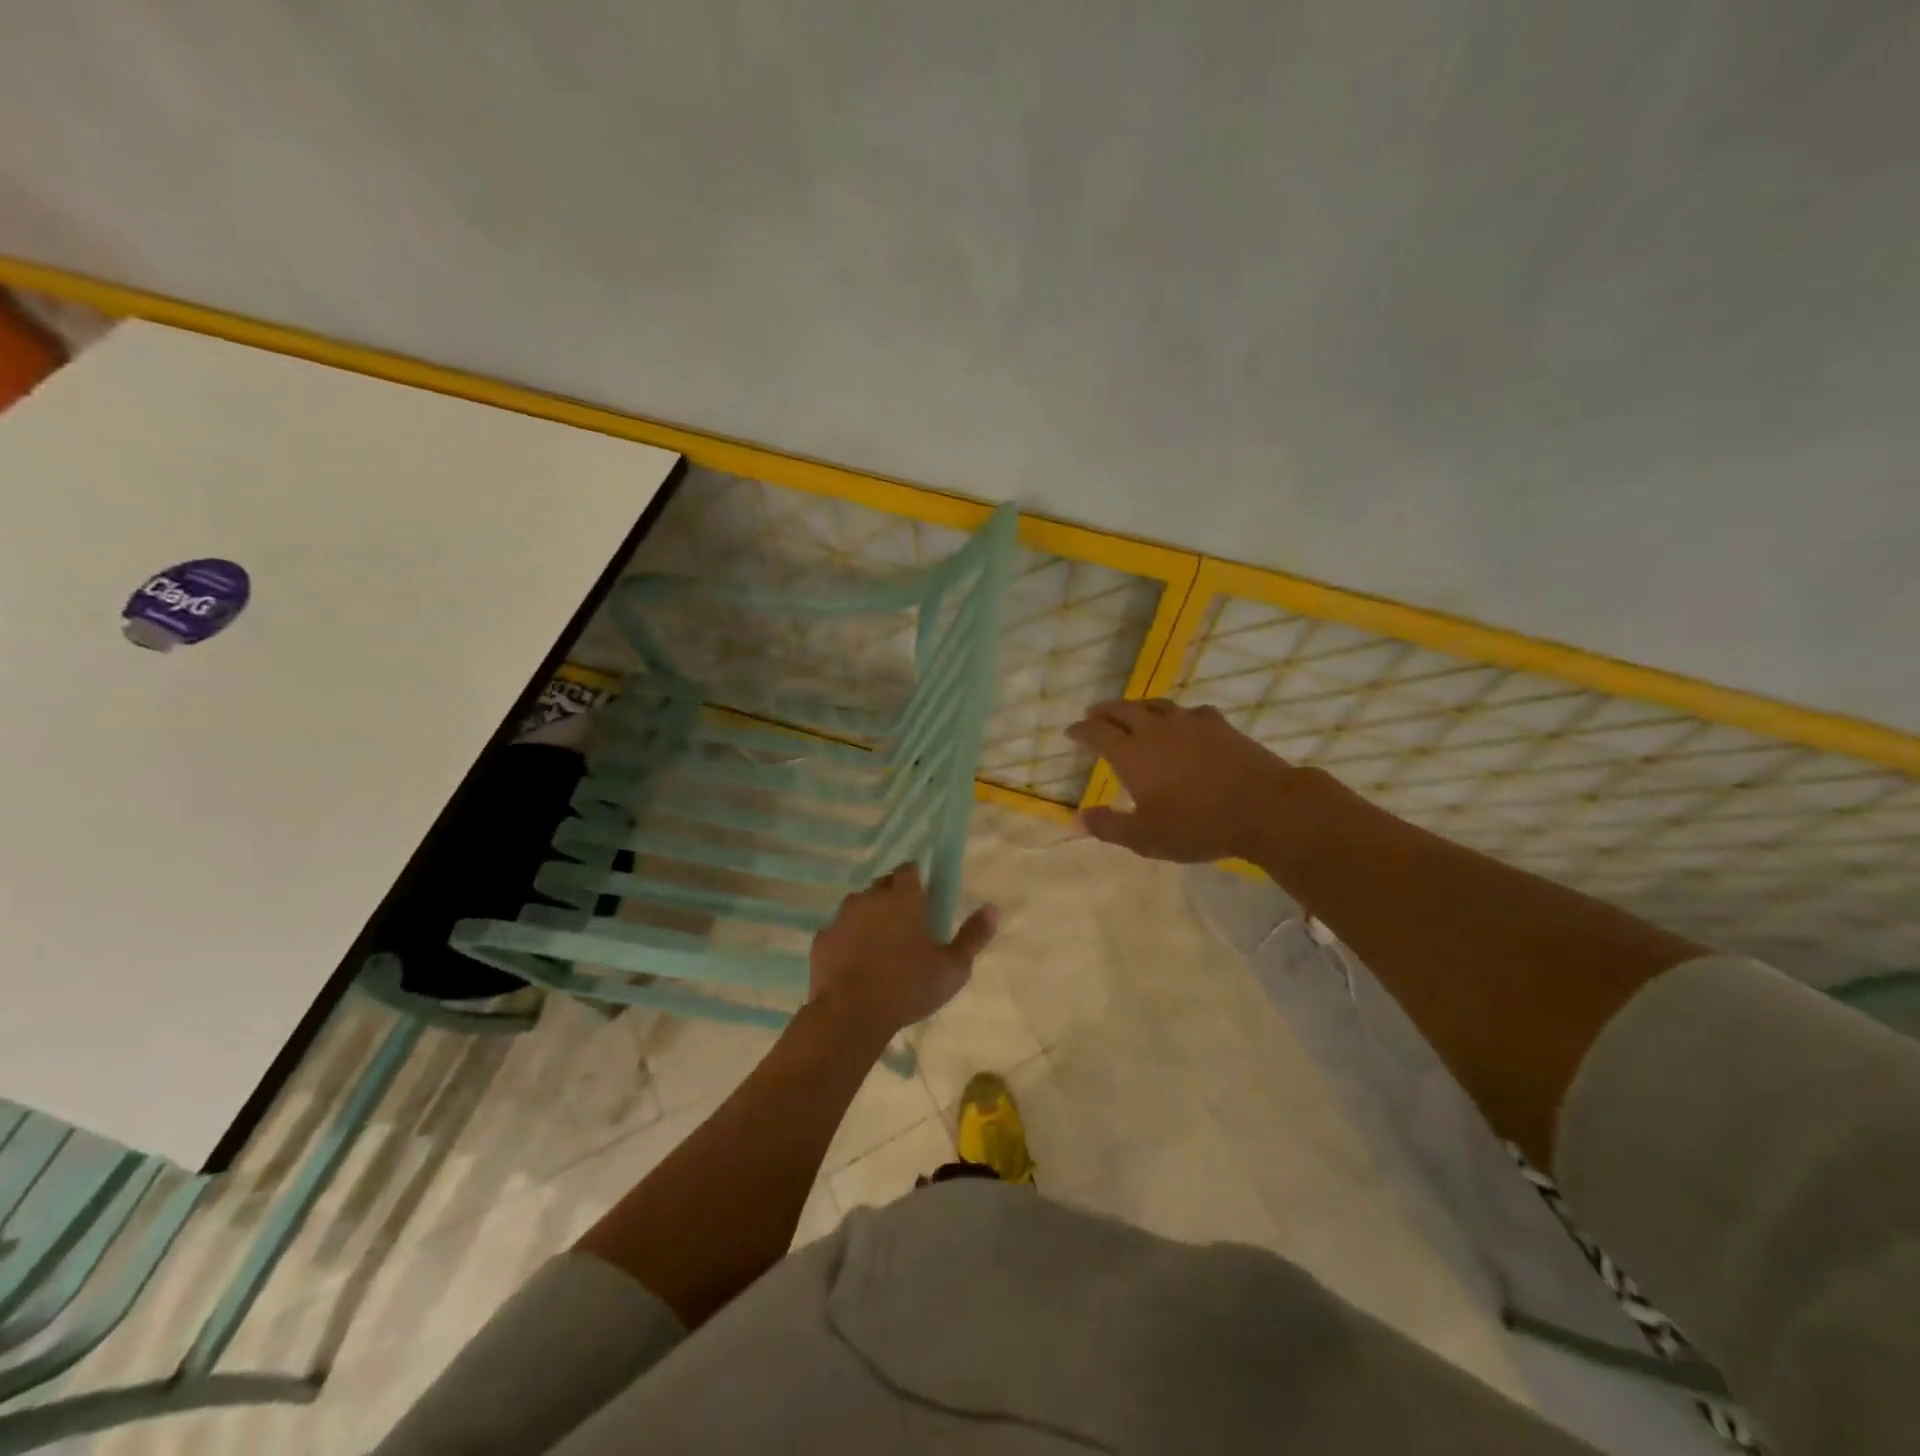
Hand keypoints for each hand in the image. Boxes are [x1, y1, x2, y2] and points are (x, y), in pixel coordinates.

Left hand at [808, 864, 998, 1038]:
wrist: (850, 1015)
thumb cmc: (908, 987)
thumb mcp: (953, 967)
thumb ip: (973, 936)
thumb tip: (993, 908)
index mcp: (902, 898)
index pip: (908, 870)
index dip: (916, 880)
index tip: (923, 899)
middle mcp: (869, 898)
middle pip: (882, 886)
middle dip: (892, 897)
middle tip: (905, 926)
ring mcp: (841, 917)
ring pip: (857, 907)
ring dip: (868, 918)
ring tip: (879, 947)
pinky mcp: (821, 939)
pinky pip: (838, 932)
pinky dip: (847, 940)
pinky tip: (854, 964)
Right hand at [1066, 698, 1298, 862]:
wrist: (1265, 807)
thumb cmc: (1198, 825)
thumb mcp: (1146, 837)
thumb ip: (1109, 826)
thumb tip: (1079, 818)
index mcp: (1132, 754)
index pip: (1097, 733)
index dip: (1081, 731)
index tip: (1071, 733)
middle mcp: (1156, 730)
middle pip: (1122, 710)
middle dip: (1103, 712)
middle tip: (1094, 715)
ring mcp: (1190, 723)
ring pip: (1155, 705)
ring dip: (1136, 707)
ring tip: (1130, 712)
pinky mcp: (1219, 725)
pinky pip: (1189, 712)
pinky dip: (1176, 715)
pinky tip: (1182, 722)